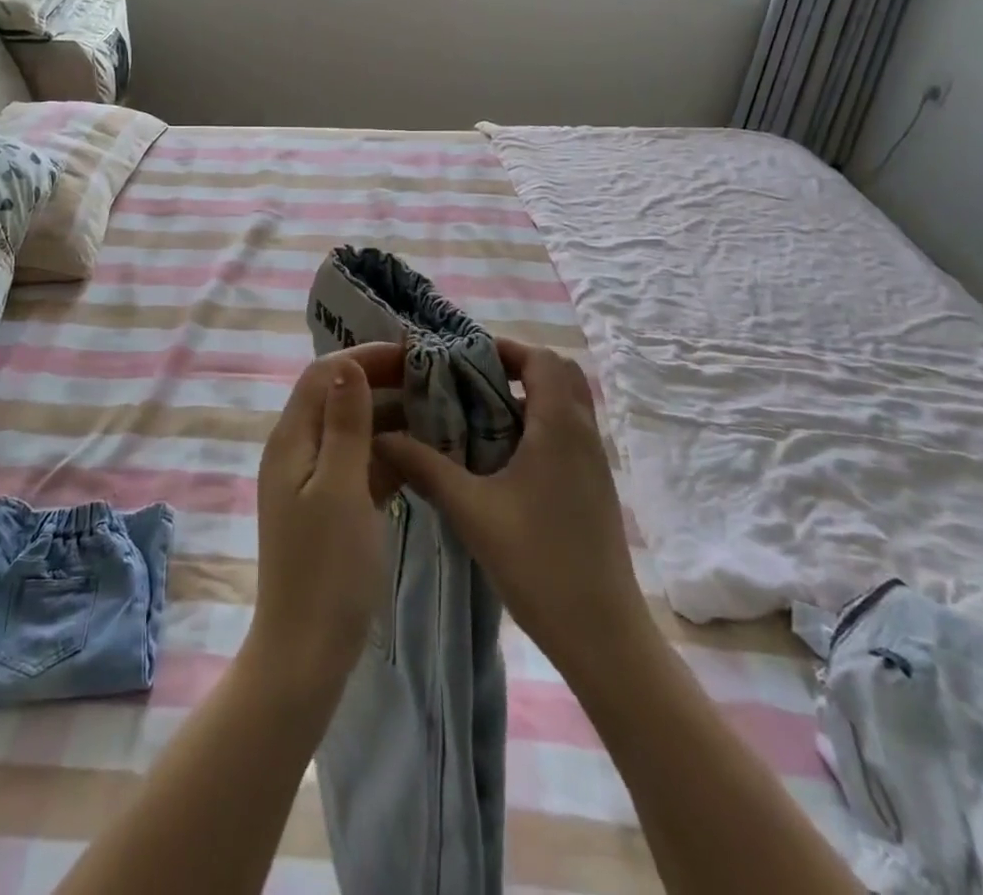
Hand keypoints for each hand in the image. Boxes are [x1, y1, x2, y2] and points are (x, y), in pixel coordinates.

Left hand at [248, 344, 403, 692]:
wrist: (307, 651)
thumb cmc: (326, 569)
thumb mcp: (340, 488)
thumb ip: (345, 424)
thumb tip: (348, 363)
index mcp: (291, 439)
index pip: (325, 374)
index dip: (366, 357)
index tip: (414, 354)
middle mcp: (297, 450)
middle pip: (338, 396)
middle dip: (382, 381)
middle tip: (435, 379)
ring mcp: (313, 479)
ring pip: (353, 429)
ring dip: (390, 415)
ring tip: (439, 409)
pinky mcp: (331, 504)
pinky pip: (360, 462)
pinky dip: (389, 451)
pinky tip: (426, 452)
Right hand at [372, 338, 652, 690]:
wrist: (602, 634)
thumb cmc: (537, 562)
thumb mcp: (471, 511)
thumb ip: (424, 467)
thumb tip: (380, 436)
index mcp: (559, 427)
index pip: (541, 359)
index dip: (504, 348)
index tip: (462, 357)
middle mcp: (583, 434)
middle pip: (560, 374)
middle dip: (517, 367)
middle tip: (471, 380)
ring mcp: (594, 463)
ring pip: (566, 405)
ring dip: (528, 396)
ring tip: (478, 413)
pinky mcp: (594, 487)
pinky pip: (568, 433)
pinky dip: (538, 425)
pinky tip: (501, 457)